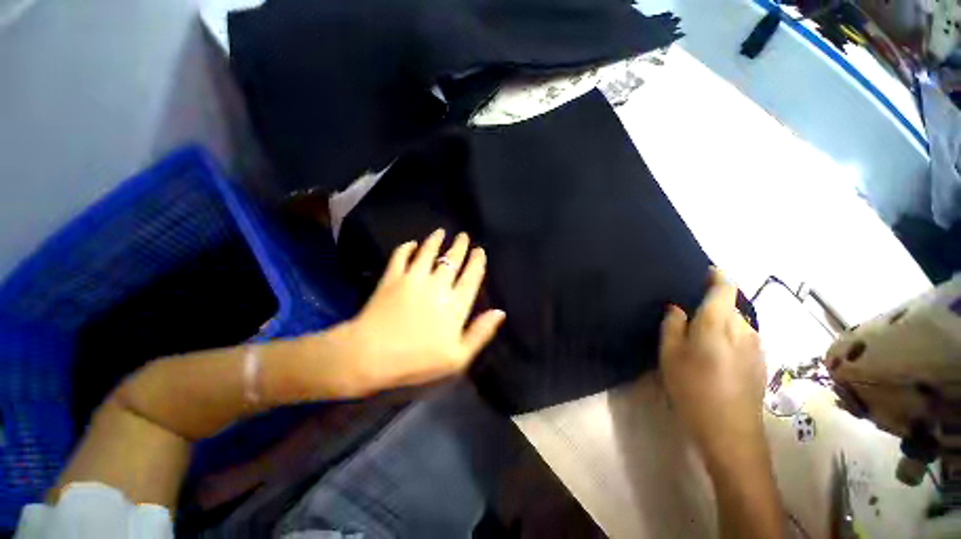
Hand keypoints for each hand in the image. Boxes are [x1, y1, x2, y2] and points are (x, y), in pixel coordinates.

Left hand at [327, 229, 505, 396]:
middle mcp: (438, 285)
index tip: (479, 250)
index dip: (477, 261)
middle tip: (463, 236)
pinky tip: (411, 243)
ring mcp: (414, 278)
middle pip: (452, 259)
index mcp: (456, 304)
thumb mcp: (457, 357)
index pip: (471, 276)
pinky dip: (406, 247)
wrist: (371, 356)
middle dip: (460, 245)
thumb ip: (480, 333)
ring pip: (428, 252)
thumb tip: (500, 312)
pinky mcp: (392, 277)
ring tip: (440, 232)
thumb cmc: (418, 360)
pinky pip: (401, 256)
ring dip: (436, 240)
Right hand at [659, 268, 764, 462]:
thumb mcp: (670, 354)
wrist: (730, 432)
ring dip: (720, 320)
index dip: (716, 275)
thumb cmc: (693, 388)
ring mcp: (757, 346)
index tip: (703, 273)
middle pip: (731, 304)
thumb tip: (678, 307)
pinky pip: (743, 337)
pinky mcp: (761, 362)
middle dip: (712, 302)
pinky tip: (714, 354)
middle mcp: (744, 329)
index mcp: (719, 323)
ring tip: (699, 334)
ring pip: (737, 321)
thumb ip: (673, 325)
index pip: (725, 287)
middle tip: (688, 313)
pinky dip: (729, 335)